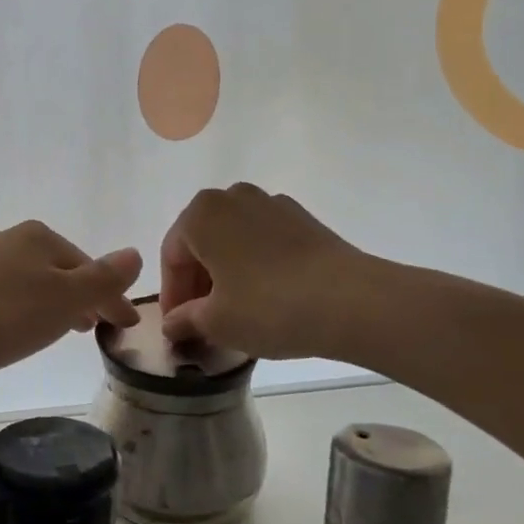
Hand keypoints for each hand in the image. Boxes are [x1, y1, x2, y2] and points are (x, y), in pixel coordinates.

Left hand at [0, 221, 141, 385]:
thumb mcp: (61, 301)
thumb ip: (101, 280)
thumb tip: (135, 253)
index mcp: (40, 238)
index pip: (90, 268)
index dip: (112, 298)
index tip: (126, 327)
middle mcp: (8, 240)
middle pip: (58, 269)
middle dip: (80, 296)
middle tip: (94, 327)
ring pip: (28, 281)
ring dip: (49, 303)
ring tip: (57, 331)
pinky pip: (1, 294)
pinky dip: (19, 309)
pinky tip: (10, 329)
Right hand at [159, 184, 371, 359]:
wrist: (351, 301)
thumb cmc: (268, 307)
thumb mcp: (216, 322)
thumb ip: (185, 320)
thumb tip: (174, 324)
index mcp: (201, 214)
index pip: (171, 256)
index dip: (172, 295)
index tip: (177, 326)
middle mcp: (233, 197)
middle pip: (202, 242)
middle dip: (197, 281)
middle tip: (202, 320)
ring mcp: (272, 204)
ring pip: (234, 240)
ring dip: (226, 272)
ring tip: (235, 310)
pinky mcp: (304, 220)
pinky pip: (264, 241)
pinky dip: (256, 265)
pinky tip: (267, 298)